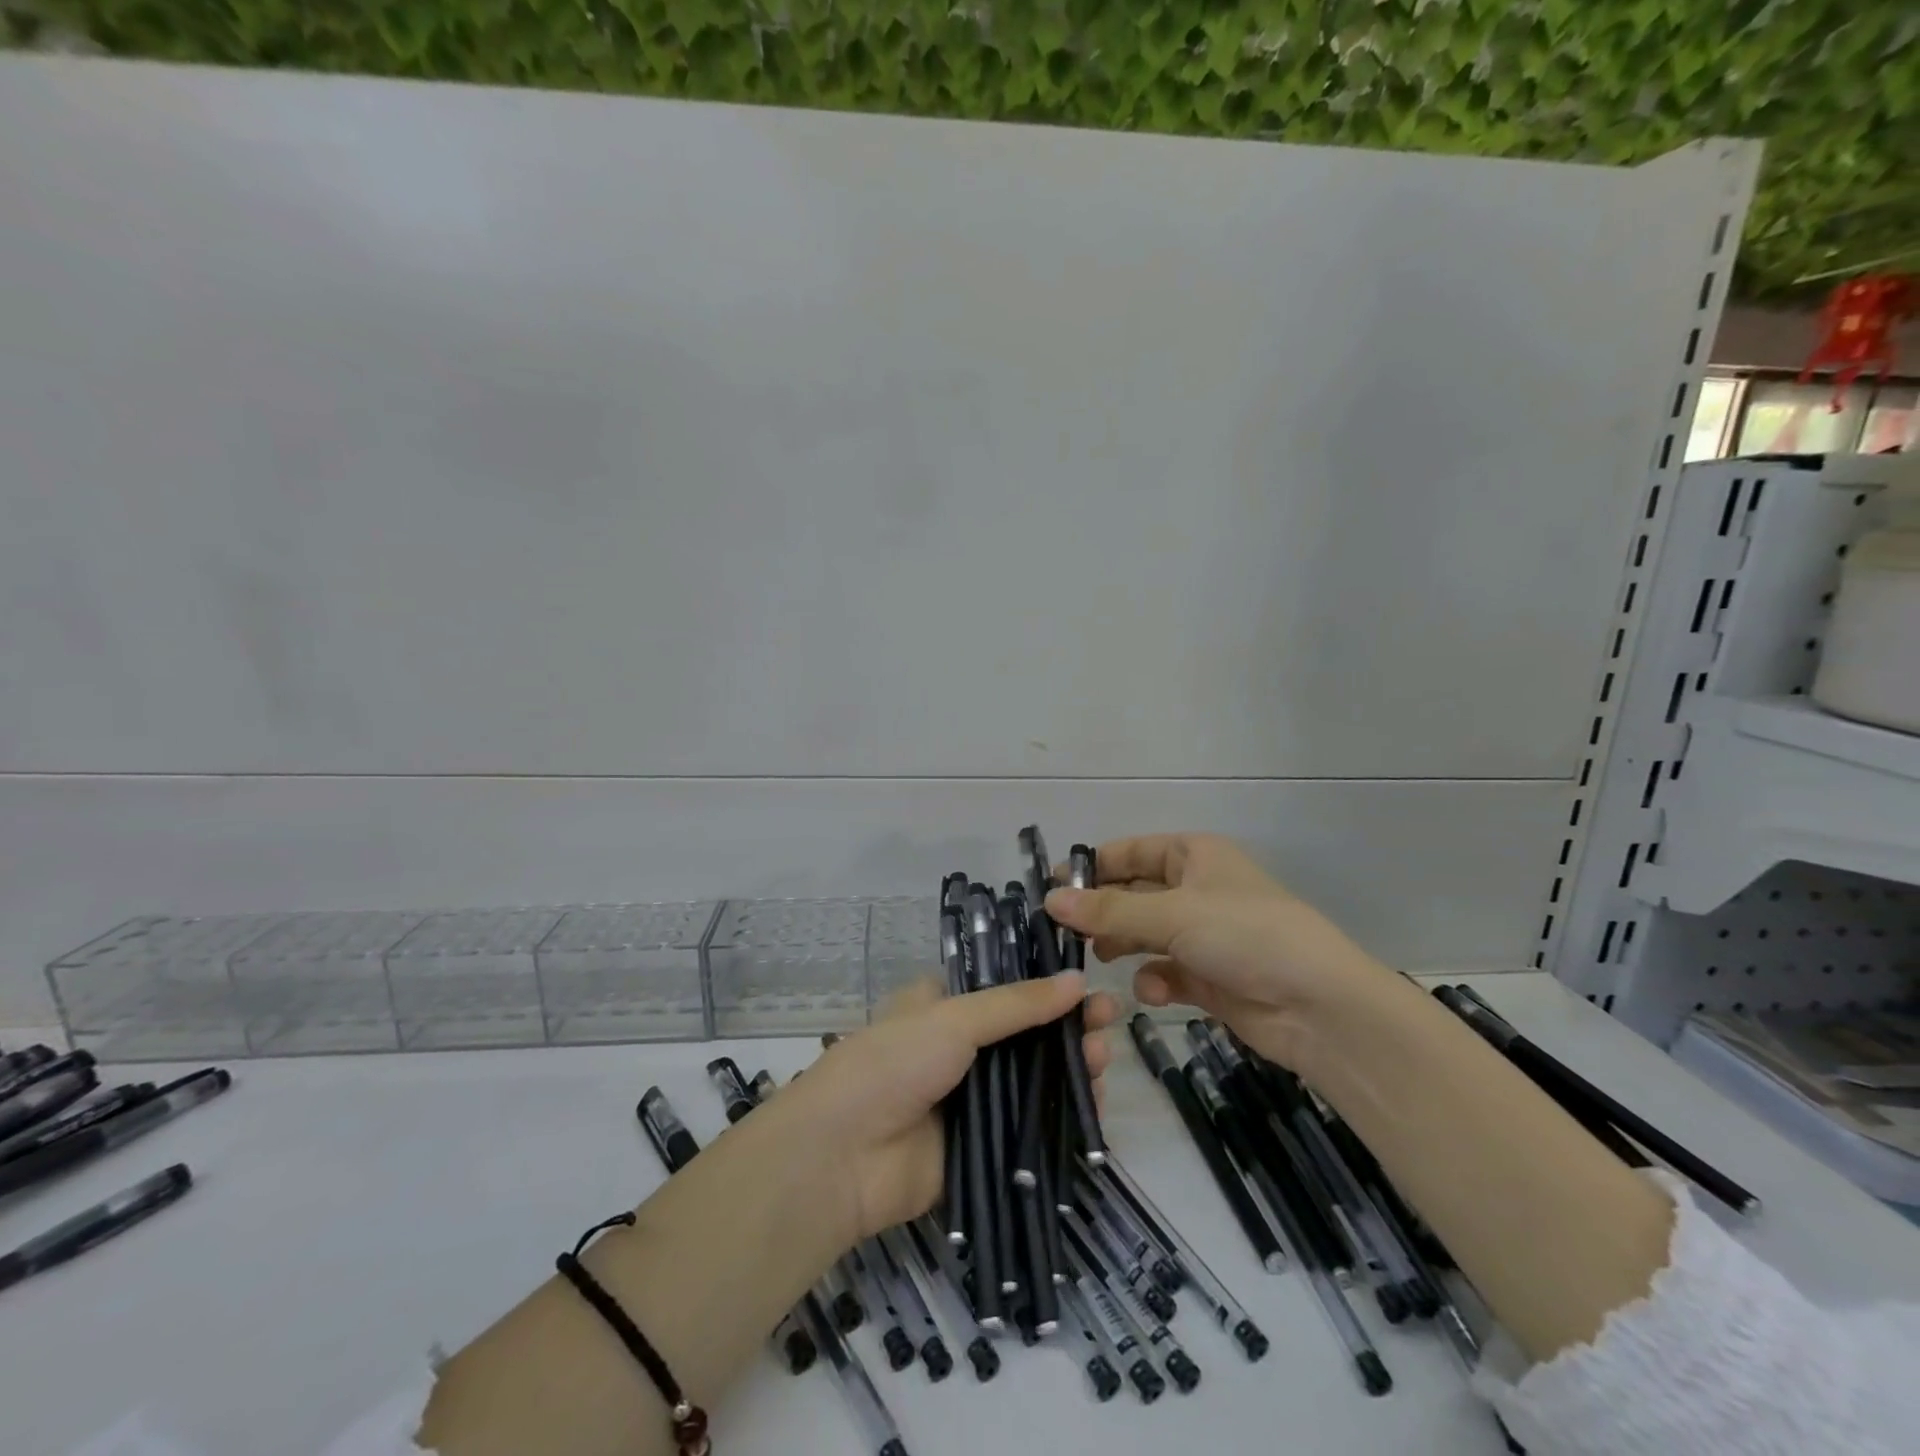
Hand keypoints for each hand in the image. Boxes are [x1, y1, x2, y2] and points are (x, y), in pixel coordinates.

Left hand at [770, 975, 1118, 1242]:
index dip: (1044, 984)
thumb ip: (1017, 1004)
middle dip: (1066, 1026)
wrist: (842, 1158)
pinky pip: (1030, 1131)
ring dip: (1070, 1067)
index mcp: (942, 1008)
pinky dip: (1062, 1118)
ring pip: (1033, 1081)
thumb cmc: (892, 1065)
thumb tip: (1078, 979)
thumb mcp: (953, 1020)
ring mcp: (970, 1101)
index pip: (1003, 987)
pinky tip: (1095, 1104)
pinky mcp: (982, 1150)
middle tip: (1109, 1018)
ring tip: (1104, 1056)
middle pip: (1025, 1035)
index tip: (1085, 980)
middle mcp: (959, 1050)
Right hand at [1044, 832, 1397, 1073]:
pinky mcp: (1210, 978)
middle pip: (1133, 894)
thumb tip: (1050, 900)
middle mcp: (1197, 890)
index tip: (1051, 889)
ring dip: (1123, 945)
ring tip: (1099, 958)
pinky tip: (1152, 991)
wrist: (1319, 1007)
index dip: (1091, 867)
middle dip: (1103, 913)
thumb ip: (1108, 909)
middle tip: (1063, 933)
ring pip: (1145, 934)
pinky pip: (1166, 971)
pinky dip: (1154, 979)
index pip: (1129, 852)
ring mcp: (1204, 936)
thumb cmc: (1244, 936)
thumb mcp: (1172, 914)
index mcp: (1194, 856)